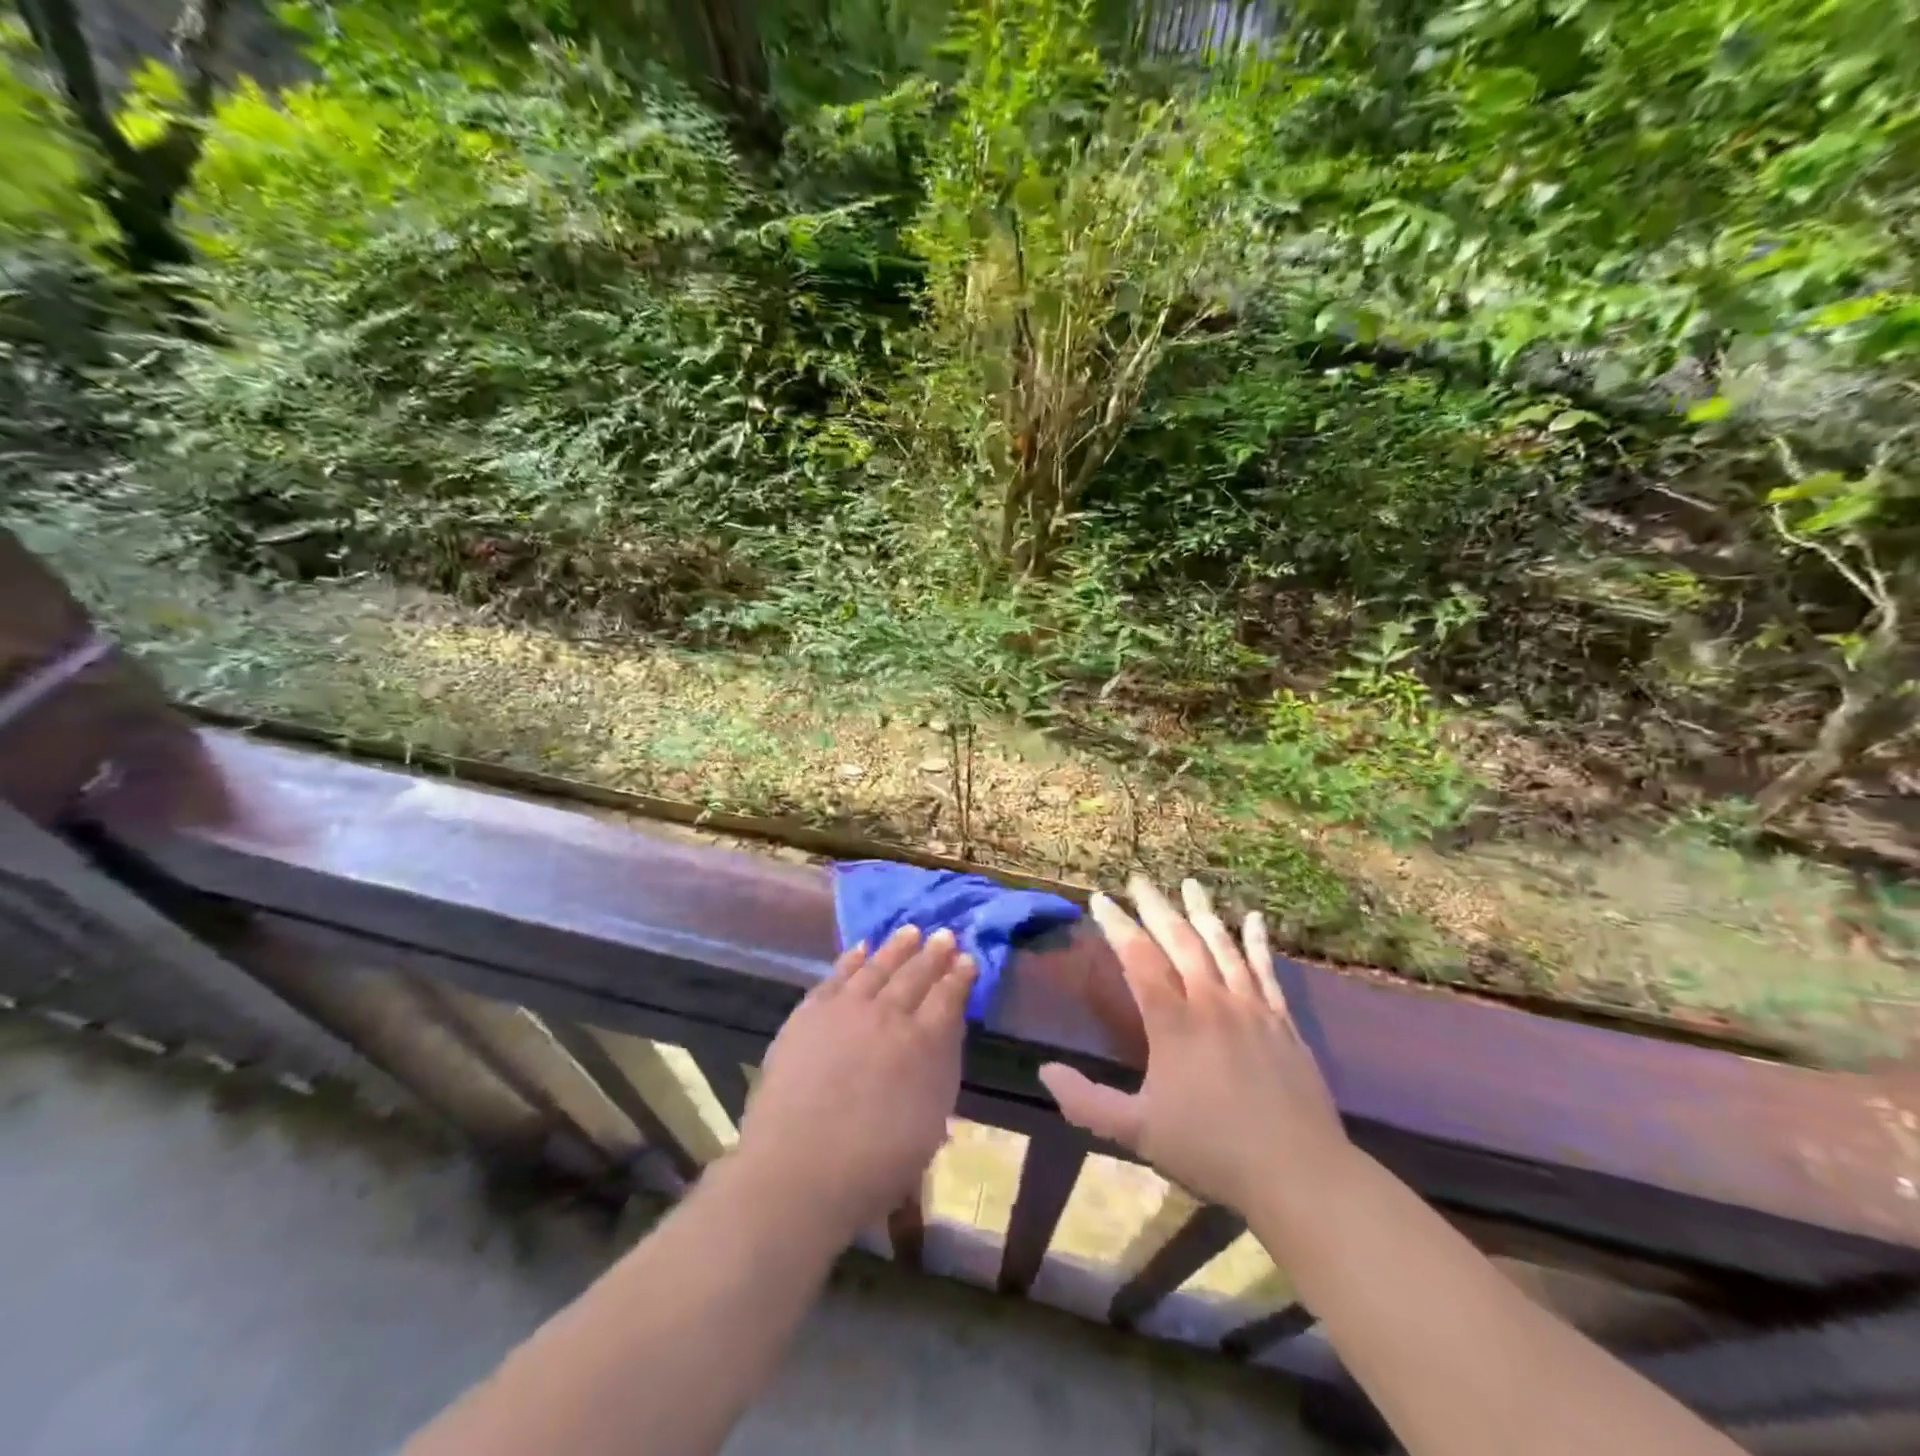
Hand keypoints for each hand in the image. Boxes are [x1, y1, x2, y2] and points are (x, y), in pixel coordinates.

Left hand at [734, 926, 975, 1244]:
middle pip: (916, 975)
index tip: (969, 959)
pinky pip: (836, 975)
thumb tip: (946, 1032)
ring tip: (911, 930)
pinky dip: (852, 959)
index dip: (960, 977)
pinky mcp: (810, 1012)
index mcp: (925, 1044)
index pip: (949, 998)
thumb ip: (941, 1069)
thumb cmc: (874, 1165)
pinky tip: (861, 948)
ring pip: (878, 966)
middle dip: (934, 953)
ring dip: (897, 947)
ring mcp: (847, 1009)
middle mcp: (890, 1015)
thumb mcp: (930, 1123)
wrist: (799, 1169)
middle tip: (945, 935)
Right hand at [1037, 876, 1351, 1219]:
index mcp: (1173, 1022)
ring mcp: (1251, 1008)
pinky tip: (1252, 919)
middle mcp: (1211, 1002)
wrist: (1298, 1173)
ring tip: (1189, 883)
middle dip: (1155, 906)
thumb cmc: (1211, 1150)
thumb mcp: (1138, 1131)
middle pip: (1180, 940)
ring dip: (1202, 912)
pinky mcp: (1282, 1022)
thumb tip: (1044, 1070)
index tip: (1099, 900)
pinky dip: (1256, 941)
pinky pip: (1265, 970)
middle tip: (1138, 879)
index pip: (1138, 958)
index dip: (1116, 926)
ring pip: (1222, 946)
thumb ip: (1087, 1101)